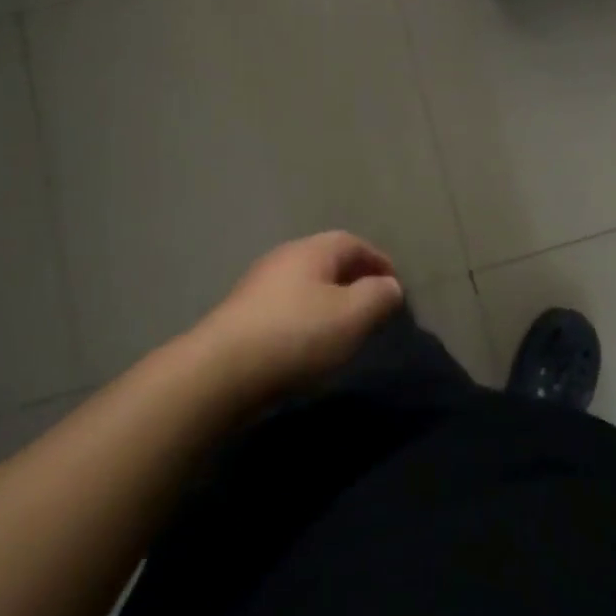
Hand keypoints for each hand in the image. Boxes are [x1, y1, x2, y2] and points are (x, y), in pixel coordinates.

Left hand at [193, 232, 404, 397]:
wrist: (219, 373)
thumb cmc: (296, 335)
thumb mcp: (353, 315)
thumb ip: (379, 296)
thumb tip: (390, 286)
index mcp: (313, 249)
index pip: (354, 243)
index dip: (379, 262)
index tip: (395, 288)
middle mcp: (284, 258)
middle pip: (328, 261)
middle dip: (354, 280)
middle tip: (373, 308)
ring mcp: (258, 286)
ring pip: (306, 286)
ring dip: (329, 302)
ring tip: (344, 329)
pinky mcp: (242, 317)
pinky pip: (287, 308)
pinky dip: (306, 319)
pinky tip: (309, 345)